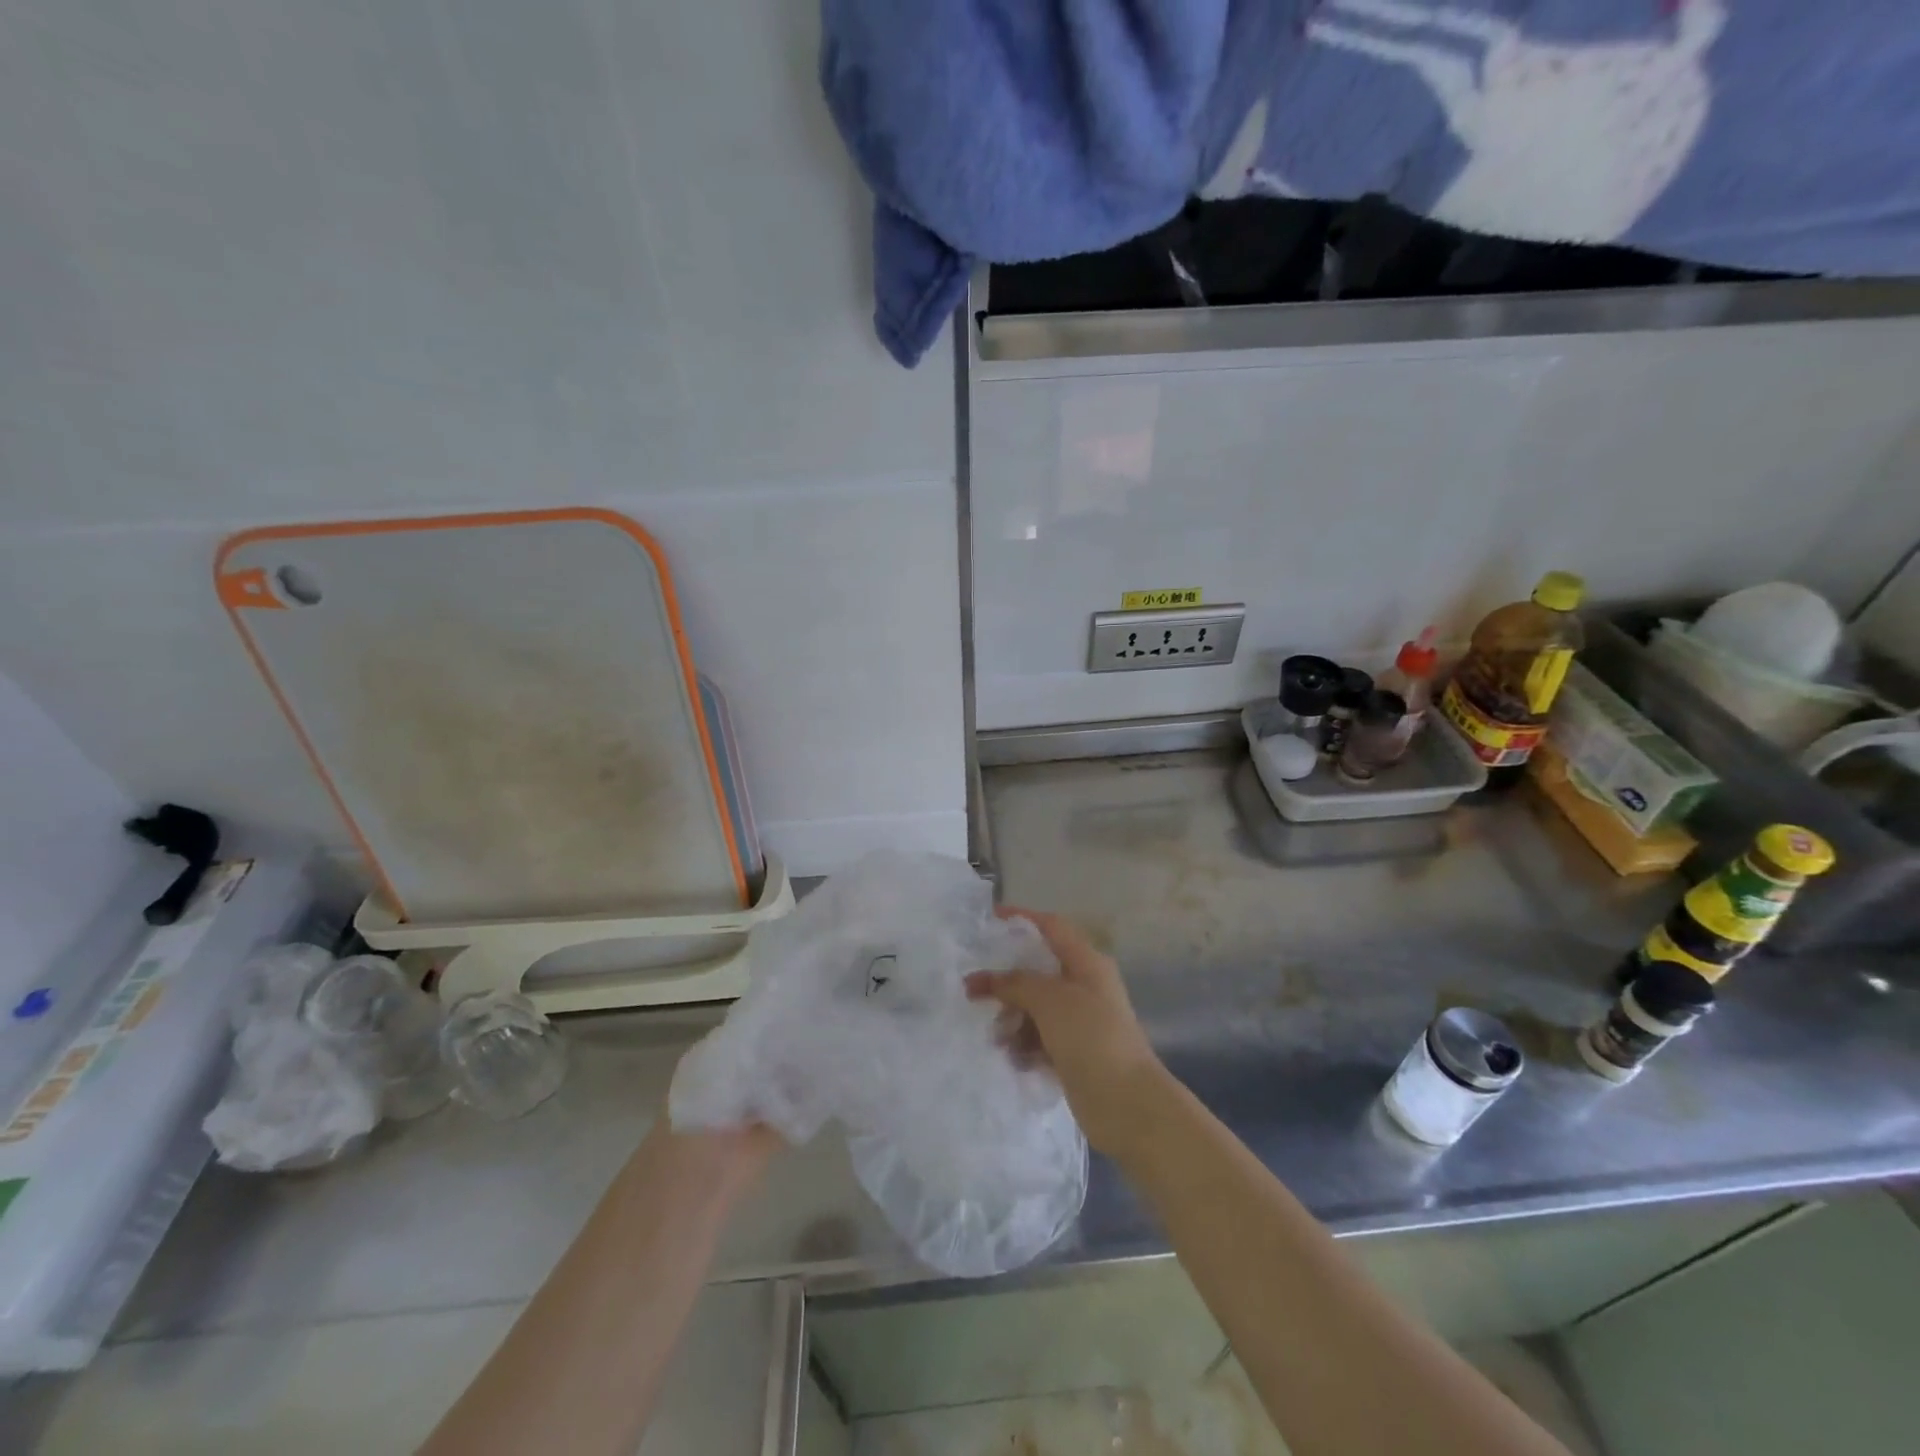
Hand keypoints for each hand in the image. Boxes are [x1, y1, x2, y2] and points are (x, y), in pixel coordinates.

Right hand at [966, 906, 1170, 1157]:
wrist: (1127, 1103)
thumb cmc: (1091, 1036)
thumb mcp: (1049, 999)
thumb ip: (1013, 983)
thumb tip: (981, 979)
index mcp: (1087, 962)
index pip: (1052, 927)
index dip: (1022, 919)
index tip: (989, 919)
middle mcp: (1085, 987)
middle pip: (1038, 972)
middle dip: (1007, 982)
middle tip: (974, 993)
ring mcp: (1081, 1022)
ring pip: (1036, 1009)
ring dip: (1013, 1020)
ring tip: (998, 1039)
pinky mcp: (1074, 1054)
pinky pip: (1040, 1040)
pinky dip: (1025, 1046)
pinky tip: (1014, 1059)